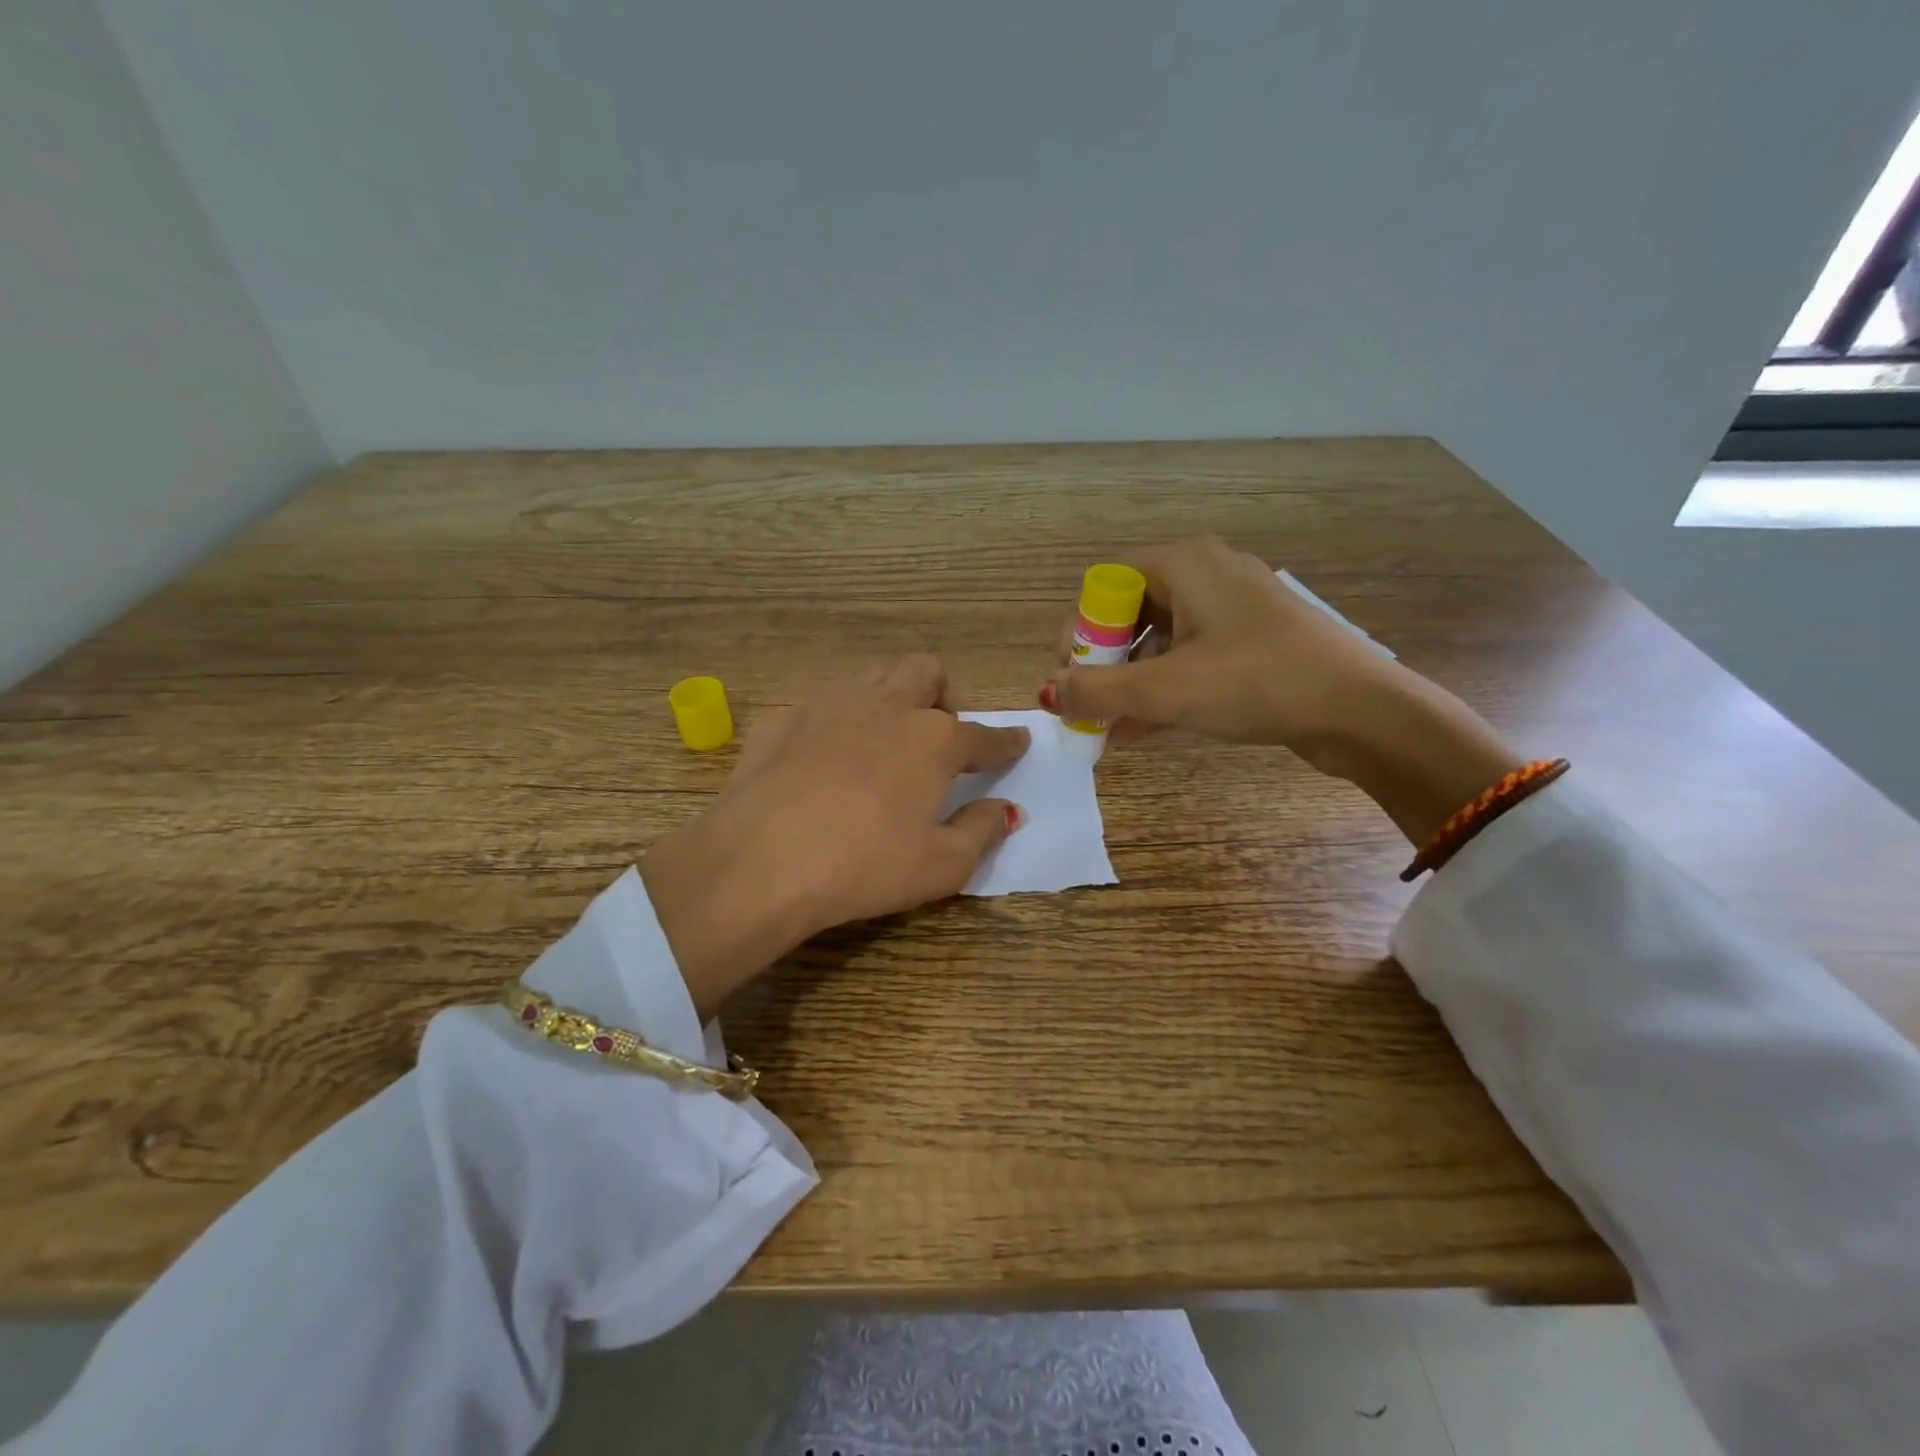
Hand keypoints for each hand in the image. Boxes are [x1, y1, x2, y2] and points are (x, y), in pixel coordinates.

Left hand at [641, 657, 1029, 1017]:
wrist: (759, 863)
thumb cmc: (865, 866)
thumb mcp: (941, 866)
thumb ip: (982, 831)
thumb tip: (1006, 810)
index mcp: (932, 740)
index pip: (983, 735)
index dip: (1005, 741)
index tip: (1018, 742)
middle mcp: (885, 707)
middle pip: (925, 672)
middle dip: (941, 695)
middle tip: (935, 739)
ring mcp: (827, 706)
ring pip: (872, 678)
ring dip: (889, 699)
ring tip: (882, 743)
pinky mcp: (780, 719)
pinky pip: (818, 709)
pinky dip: (833, 727)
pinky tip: (820, 763)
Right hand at [1040, 537, 1520, 845]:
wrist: (1361, 710)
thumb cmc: (1257, 682)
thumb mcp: (1167, 690)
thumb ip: (1097, 692)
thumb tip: (1047, 694)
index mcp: (1184, 564)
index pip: (1105, 584)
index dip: (1080, 631)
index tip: (1074, 677)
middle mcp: (1207, 574)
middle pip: (1130, 613)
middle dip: (1103, 665)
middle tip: (1092, 706)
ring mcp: (1233, 610)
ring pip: (1160, 642)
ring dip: (1131, 684)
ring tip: (1111, 729)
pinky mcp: (1253, 643)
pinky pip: (1191, 660)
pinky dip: (1164, 690)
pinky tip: (1141, 731)